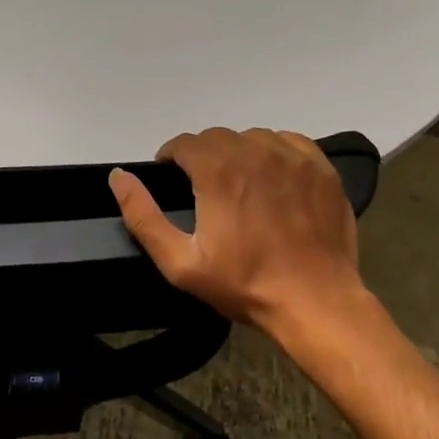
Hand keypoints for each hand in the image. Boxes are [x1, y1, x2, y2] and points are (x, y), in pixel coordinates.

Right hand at [110, 128, 370, 339]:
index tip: (173, 180)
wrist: (315, 301)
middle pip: (217, 137)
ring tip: (240, 185)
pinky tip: (273, 180)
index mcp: (218, 171)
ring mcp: (292, 157)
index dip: (172, 158)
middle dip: (203, 156)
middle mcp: (254, 152)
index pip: (184, 143)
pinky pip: (288, 142)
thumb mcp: (180, 262)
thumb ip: (143, 215)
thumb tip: (118, 177)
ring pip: (252, 137)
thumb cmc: (244, 284)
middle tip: (204, 189)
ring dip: (238, 153)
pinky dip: (273, 153)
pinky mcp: (320, 167)